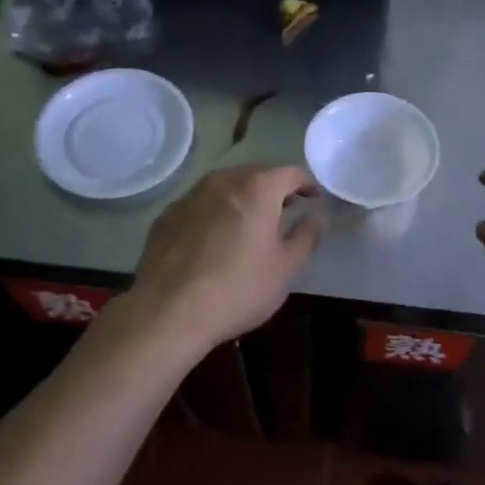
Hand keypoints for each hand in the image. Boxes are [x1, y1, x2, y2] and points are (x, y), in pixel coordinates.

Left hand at [128, 164, 323, 351]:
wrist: (168, 312)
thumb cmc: (238, 289)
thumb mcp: (285, 269)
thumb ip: (306, 237)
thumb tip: (318, 217)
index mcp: (256, 189)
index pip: (289, 172)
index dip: (306, 183)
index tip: (314, 198)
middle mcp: (221, 182)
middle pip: (255, 173)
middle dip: (274, 187)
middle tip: (286, 208)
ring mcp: (189, 197)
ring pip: (224, 186)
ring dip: (243, 197)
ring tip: (251, 222)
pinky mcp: (166, 216)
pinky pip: (200, 204)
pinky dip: (215, 212)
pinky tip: (215, 238)